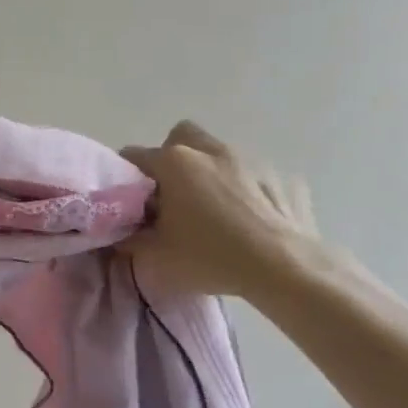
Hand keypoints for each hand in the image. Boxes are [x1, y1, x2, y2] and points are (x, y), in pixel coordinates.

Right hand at [118, 121, 321, 300]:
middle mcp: (210, 150)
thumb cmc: (212, 258)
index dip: (127, 178)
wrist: (286, 269)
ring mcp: (251, 159)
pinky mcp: (283, 176)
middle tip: (173, 194)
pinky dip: (247, 190)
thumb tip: (121, 232)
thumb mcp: (157, 257)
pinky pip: (255, 175)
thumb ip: (131, 239)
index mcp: (175, 162)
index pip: (134, 156)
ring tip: (216, 211)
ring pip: (219, 153)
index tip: (131, 202)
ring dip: (211, 172)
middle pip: (180, 138)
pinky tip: (252, 220)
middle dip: (172, 158)